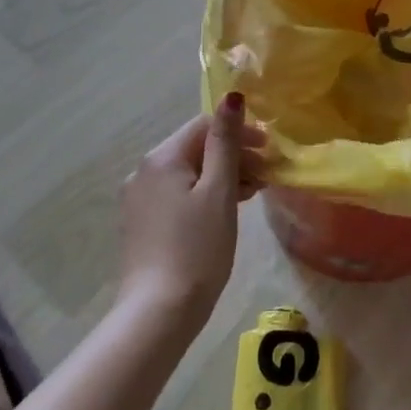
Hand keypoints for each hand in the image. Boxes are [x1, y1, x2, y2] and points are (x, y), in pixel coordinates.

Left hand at [117, 94, 266, 327]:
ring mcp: (140, 199)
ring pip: (189, 173)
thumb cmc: (197, 248)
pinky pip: (178, 194)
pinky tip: (225, 211)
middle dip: (233, 155)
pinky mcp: (143, 223)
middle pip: (196, 148)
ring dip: (222, 175)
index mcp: (161, 158)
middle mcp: (143, 171)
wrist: (159, 313)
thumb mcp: (218, 191)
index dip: (240, 131)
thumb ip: (226, 142)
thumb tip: (232, 96)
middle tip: (267, 174)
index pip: (204, 125)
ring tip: (252, 193)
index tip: (270, 150)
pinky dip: (205, 194)